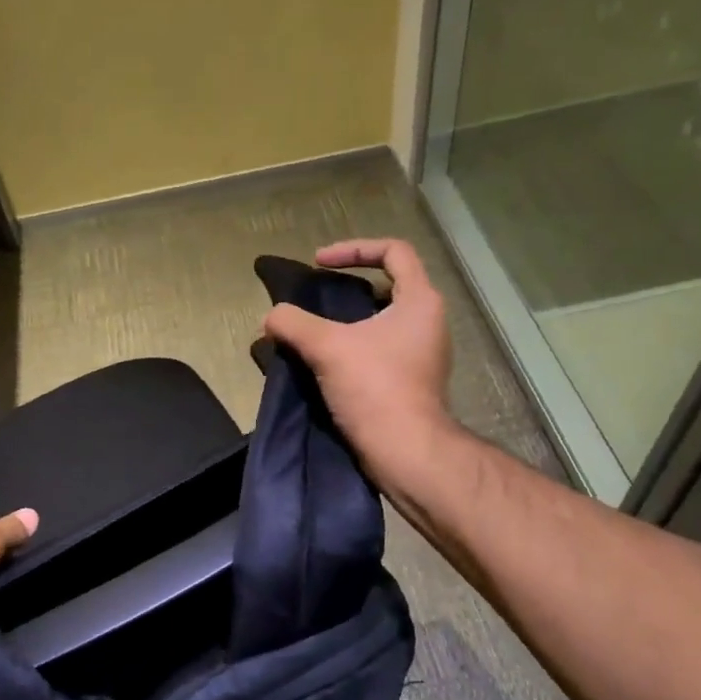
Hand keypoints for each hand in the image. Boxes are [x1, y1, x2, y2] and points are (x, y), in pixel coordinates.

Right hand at [262, 239, 454, 487]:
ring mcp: (423, 354)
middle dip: (349, 287)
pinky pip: (381, 350)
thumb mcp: (326, 347)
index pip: (394, 251)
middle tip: (317, 299)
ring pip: (383, 322)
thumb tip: (271, 317)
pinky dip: (355, 348)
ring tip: (316, 333)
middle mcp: (428, 322)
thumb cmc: (375, 387)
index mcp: (420, 301)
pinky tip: (326, 363)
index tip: (319, 263)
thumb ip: (293, 323)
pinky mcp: (412, 381)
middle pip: (389, 285)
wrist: (405, 451)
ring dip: (349, 321)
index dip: (353, 248)